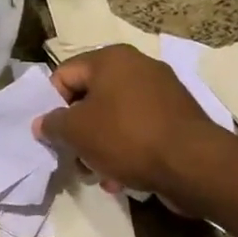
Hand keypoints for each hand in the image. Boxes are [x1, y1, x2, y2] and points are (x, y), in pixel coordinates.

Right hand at [33, 45, 237, 210]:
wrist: (194, 165)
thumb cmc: (126, 137)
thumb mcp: (76, 131)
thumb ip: (52, 124)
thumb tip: (43, 123)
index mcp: (111, 59)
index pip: (63, 75)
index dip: (51, 105)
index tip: (53, 134)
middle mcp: (138, 66)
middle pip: (90, 98)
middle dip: (78, 131)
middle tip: (74, 157)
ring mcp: (162, 92)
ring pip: (114, 117)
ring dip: (100, 146)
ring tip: (99, 174)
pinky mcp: (178, 118)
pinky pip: (139, 129)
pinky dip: (126, 150)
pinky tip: (123, 177)